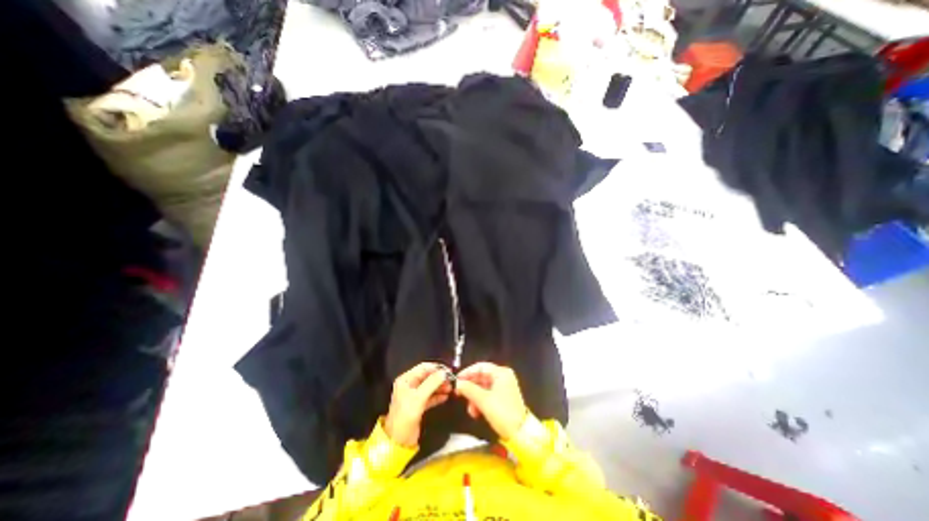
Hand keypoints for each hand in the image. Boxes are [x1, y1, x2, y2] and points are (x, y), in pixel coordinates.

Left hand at [385, 362, 452, 446]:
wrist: (398, 442)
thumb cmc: (404, 417)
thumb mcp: (418, 398)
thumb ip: (432, 383)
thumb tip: (444, 373)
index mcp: (406, 380)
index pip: (423, 368)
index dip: (436, 368)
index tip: (448, 371)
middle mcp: (410, 385)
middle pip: (428, 376)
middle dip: (439, 378)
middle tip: (451, 380)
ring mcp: (414, 395)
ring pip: (430, 386)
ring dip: (440, 386)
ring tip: (451, 388)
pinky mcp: (419, 405)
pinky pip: (430, 396)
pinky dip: (438, 395)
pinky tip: (446, 396)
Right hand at [453, 363, 524, 439]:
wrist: (520, 434)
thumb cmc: (502, 412)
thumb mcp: (483, 400)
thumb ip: (469, 389)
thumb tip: (457, 383)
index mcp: (501, 373)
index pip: (480, 367)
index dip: (467, 372)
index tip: (456, 380)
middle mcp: (503, 377)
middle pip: (481, 377)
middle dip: (470, 388)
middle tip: (459, 395)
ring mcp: (503, 387)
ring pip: (483, 388)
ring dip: (474, 398)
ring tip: (470, 410)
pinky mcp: (502, 398)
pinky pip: (487, 395)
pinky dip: (480, 402)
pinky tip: (476, 413)